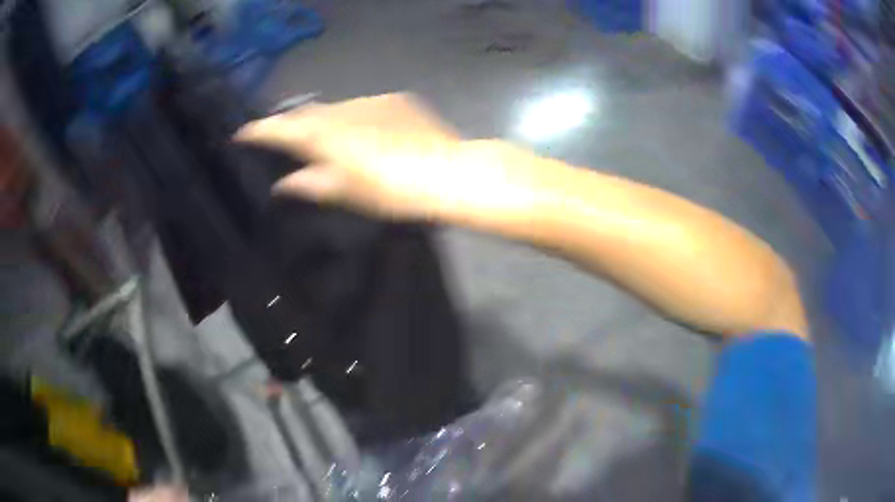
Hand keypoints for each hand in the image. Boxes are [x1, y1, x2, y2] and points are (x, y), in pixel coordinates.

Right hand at [235, 93, 544, 222]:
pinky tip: (357, 131)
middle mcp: (344, 109)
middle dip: (289, 123)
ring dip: (320, 120)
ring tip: (316, 137)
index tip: (241, 134)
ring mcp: (371, 100)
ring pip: (334, 107)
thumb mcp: (347, 193)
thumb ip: (310, 184)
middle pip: (306, 112)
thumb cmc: (394, 191)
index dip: (258, 130)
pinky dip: (349, 117)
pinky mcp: (395, 99)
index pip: (282, 128)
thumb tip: (283, 183)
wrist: (449, 172)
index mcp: (327, 134)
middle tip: (276, 137)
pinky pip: (361, 105)